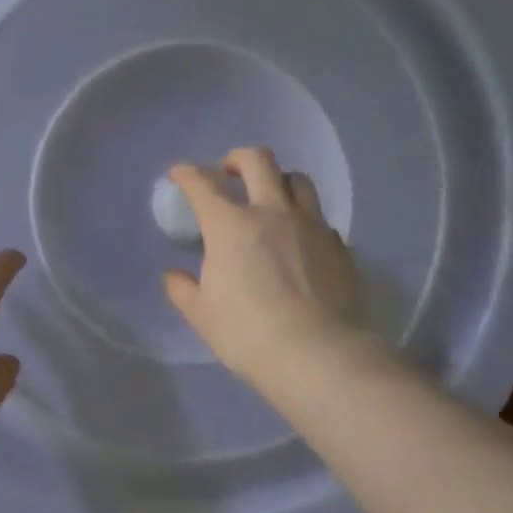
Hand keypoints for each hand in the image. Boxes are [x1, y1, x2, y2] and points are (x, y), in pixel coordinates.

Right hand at [162, 148, 360, 383]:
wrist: (314, 354)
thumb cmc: (246, 334)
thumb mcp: (202, 315)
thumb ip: (183, 289)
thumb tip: (173, 275)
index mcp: (231, 225)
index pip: (202, 184)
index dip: (186, 174)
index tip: (179, 176)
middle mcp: (273, 213)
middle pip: (258, 161)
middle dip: (237, 158)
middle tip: (228, 173)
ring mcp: (311, 226)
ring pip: (298, 180)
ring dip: (278, 181)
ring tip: (271, 198)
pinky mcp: (338, 246)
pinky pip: (320, 219)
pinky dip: (305, 221)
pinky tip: (300, 241)